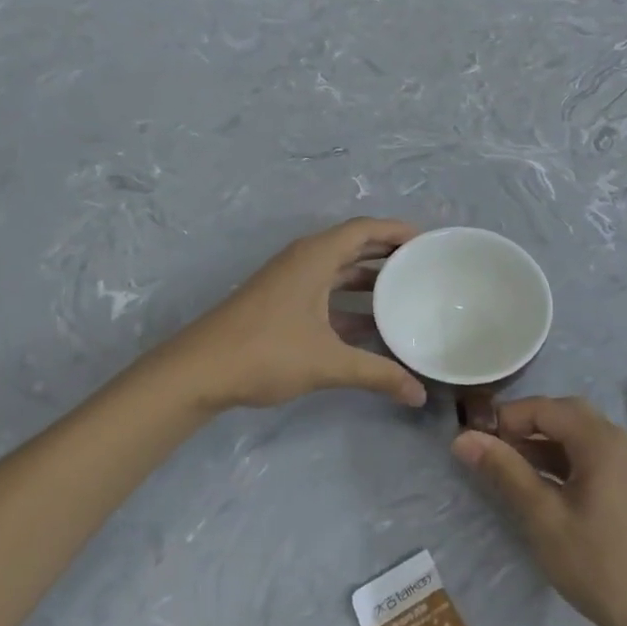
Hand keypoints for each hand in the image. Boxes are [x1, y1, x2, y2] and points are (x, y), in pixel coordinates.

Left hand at [157, 218, 427, 412]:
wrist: (198, 372)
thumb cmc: (266, 352)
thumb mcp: (328, 363)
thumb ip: (377, 374)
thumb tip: (419, 395)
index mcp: (315, 257)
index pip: (364, 229)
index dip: (397, 231)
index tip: (428, 243)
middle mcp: (303, 261)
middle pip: (353, 246)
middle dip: (388, 254)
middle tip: (424, 267)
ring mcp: (289, 282)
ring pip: (338, 270)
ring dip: (369, 279)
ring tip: (405, 293)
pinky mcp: (280, 303)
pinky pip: (325, 290)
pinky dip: (350, 300)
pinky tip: (371, 324)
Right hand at [452, 397, 626, 625]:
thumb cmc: (595, 562)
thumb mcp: (542, 516)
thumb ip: (504, 471)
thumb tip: (463, 438)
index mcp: (601, 441)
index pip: (546, 408)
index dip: (508, 416)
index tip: (475, 438)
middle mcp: (618, 443)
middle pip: (565, 415)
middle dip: (526, 424)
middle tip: (492, 446)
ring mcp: (626, 466)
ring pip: (577, 436)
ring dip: (542, 443)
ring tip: (506, 465)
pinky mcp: (626, 489)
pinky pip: (589, 458)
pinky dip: (560, 461)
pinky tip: (537, 485)